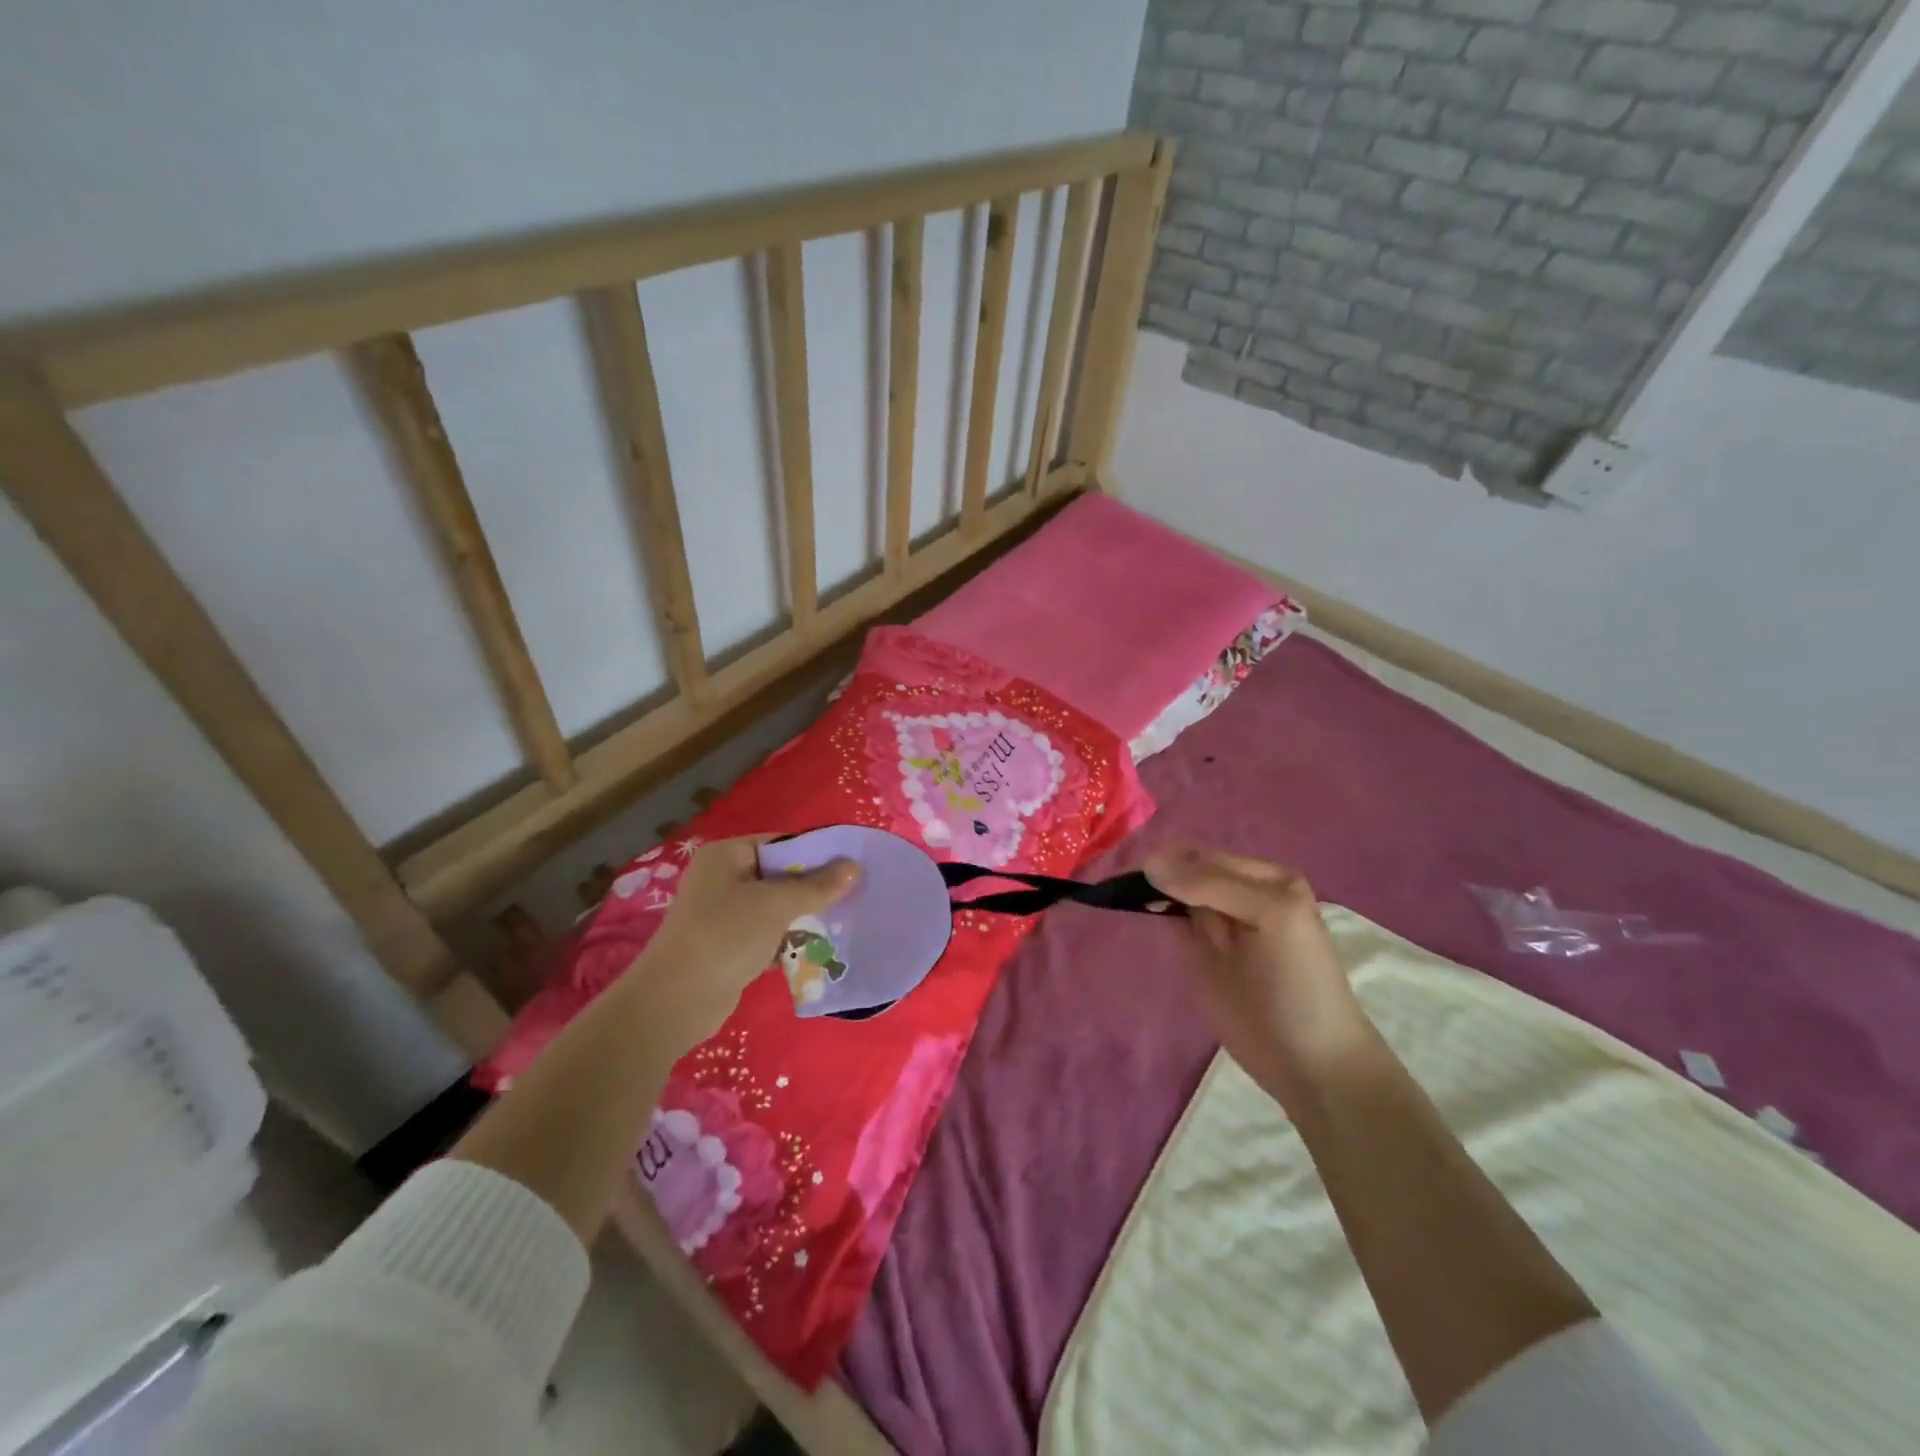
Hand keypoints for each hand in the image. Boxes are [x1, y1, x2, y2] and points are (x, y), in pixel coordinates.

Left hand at [629, 837, 858, 1046]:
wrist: (675, 1002)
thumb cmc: (725, 936)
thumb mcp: (776, 905)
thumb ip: (817, 886)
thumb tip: (854, 866)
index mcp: (727, 855)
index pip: (781, 843)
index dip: (816, 853)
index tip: (851, 867)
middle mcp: (722, 878)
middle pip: (780, 875)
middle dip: (813, 889)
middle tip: (852, 897)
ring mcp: (723, 913)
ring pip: (775, 907)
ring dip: (803, 917)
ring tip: (841, 924)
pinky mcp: (728, 946)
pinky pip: (767, 934)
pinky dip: (787, 941)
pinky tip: (816, 951)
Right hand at [1144, 845, 1374, 1106]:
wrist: (1308, 1062)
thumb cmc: (1299, 984)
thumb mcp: (1270, 914)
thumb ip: (1212, 884)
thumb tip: (1150, 863)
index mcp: (1264, 879)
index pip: (1206, 857)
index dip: (1174, 860)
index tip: (1140, 870)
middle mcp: (1237, 894)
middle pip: (1185, 870)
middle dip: (1157, 873)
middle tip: (1124, 883)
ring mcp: (1214, 924)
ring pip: (1173, 891)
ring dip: (1150, 888)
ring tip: (1122, 890)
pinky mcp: (1197, 952)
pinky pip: (1170, 920)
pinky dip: (1152, 910)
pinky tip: (1134, 904)